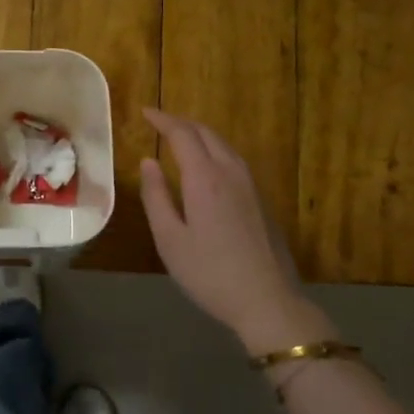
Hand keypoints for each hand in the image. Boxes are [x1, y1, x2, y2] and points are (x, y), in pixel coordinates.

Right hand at [139, 109, 330, 354]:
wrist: (268, 301)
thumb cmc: (210, 273)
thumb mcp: (170, 239)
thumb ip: (156, 196)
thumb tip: (148, 162)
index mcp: (205, 178)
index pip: (182, 134)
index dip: (162, 120)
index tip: (145, 112)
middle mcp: (230, 172)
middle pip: (206, 133)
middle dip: (181, 123)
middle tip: (159, 123)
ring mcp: (251, 185)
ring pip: (223, 145)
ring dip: (200, 134)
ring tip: (180, 139)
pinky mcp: (261, 200)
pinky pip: (234, 159)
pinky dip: (214, 149)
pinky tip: (207, 165)